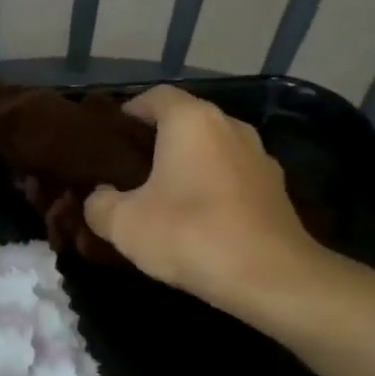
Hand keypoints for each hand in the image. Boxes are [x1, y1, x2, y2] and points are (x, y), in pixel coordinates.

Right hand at [83, 86, 332, 317]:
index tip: (110, 140)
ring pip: (211, 149)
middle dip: (156, 141)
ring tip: (163, 196)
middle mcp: (229, 126)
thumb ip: (99, 204)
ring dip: (188, 165)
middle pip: (185, 121)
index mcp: (191, 120)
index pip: (154, 96)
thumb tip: (100, 197)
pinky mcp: (276, 189)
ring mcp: (259, 156)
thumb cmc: (191, 234)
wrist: (272, 279)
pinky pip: (233, 175)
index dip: (128, 113)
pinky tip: (199, 220)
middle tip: (129, 171)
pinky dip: (213, 187)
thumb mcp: (123, 224)